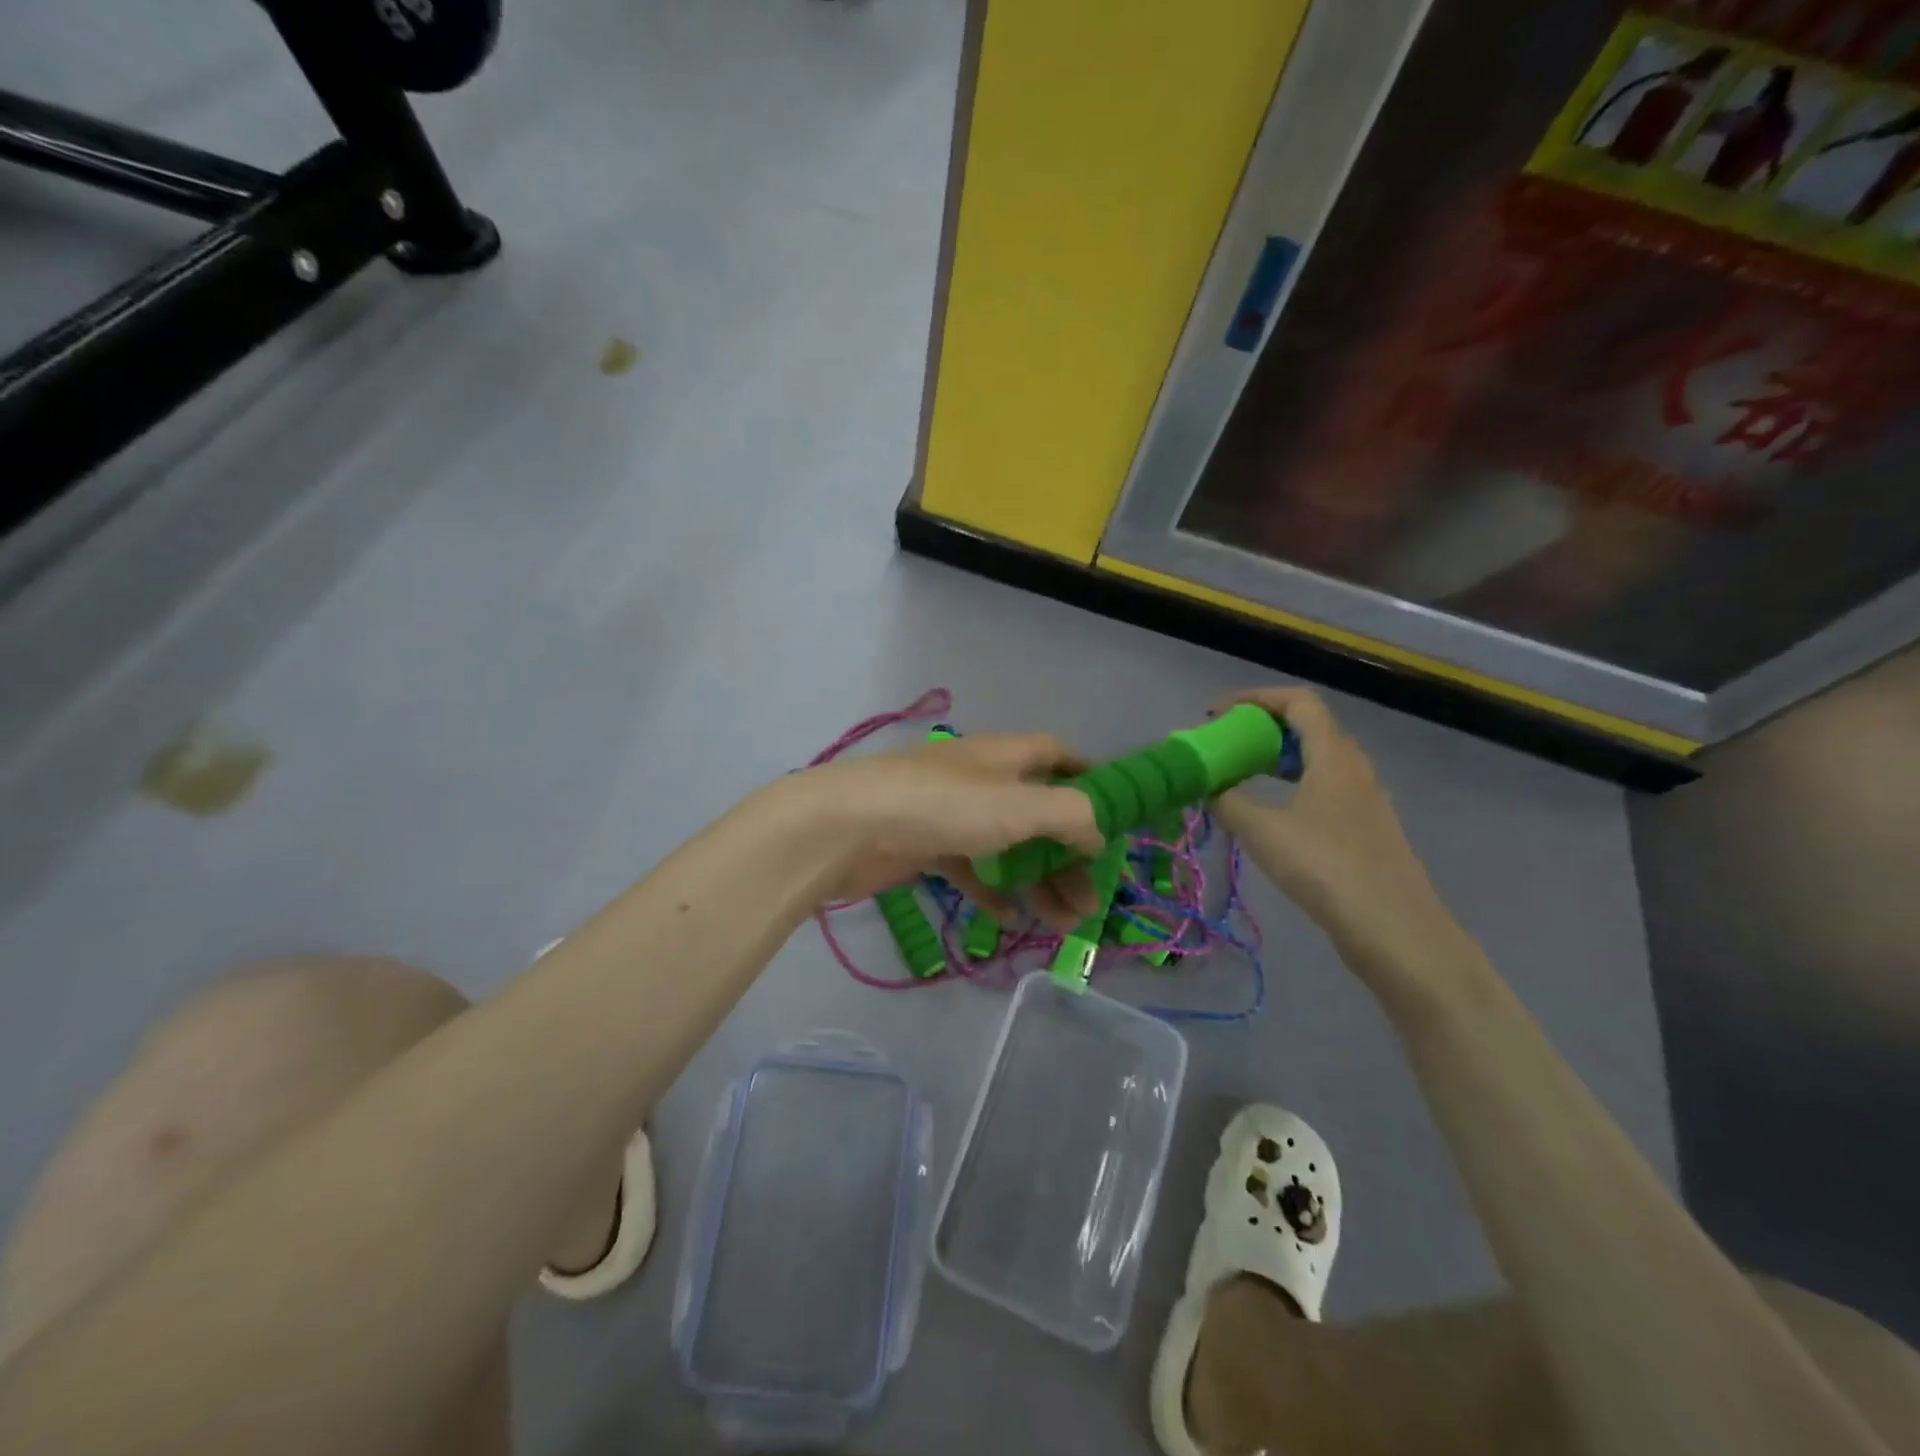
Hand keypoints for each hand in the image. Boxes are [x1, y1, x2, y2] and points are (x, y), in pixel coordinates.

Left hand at [791, 733, 1104, 927]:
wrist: (846, 827)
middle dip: (1069, 855)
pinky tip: (1006, 918)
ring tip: (1063, 924)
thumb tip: (1098, 836)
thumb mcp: (1018, 805)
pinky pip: (971, 869)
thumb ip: (1070, 816)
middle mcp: (981, 779)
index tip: (1118, 815)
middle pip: (1040, 813)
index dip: (1090, 778)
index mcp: (1005, 756)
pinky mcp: (925, 846)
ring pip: (1008, 847)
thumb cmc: (941, 807)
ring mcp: (951, 813)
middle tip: (1093, 902)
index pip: (1058, 755)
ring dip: (1038, 882)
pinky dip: (991, 890)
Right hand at [1212, 687, 1476, 996]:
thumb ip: (1228, 801)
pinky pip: (1326, 789)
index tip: (1219, 715)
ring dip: (1279, 760)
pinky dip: (1295, 787)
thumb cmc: (1325, 868)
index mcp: (1334, 756)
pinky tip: (1274, 816)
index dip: (1255, 698)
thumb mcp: (1262, 831)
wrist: (1394, 930)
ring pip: (1319, 761)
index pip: (1298, 701)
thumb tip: (1206, 786)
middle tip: (1227, 746)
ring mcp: (1366, 800)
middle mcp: (1355, 768)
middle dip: (1263, 729)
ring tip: (1244, 777)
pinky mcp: (1367, 830)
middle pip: (1309, 728)